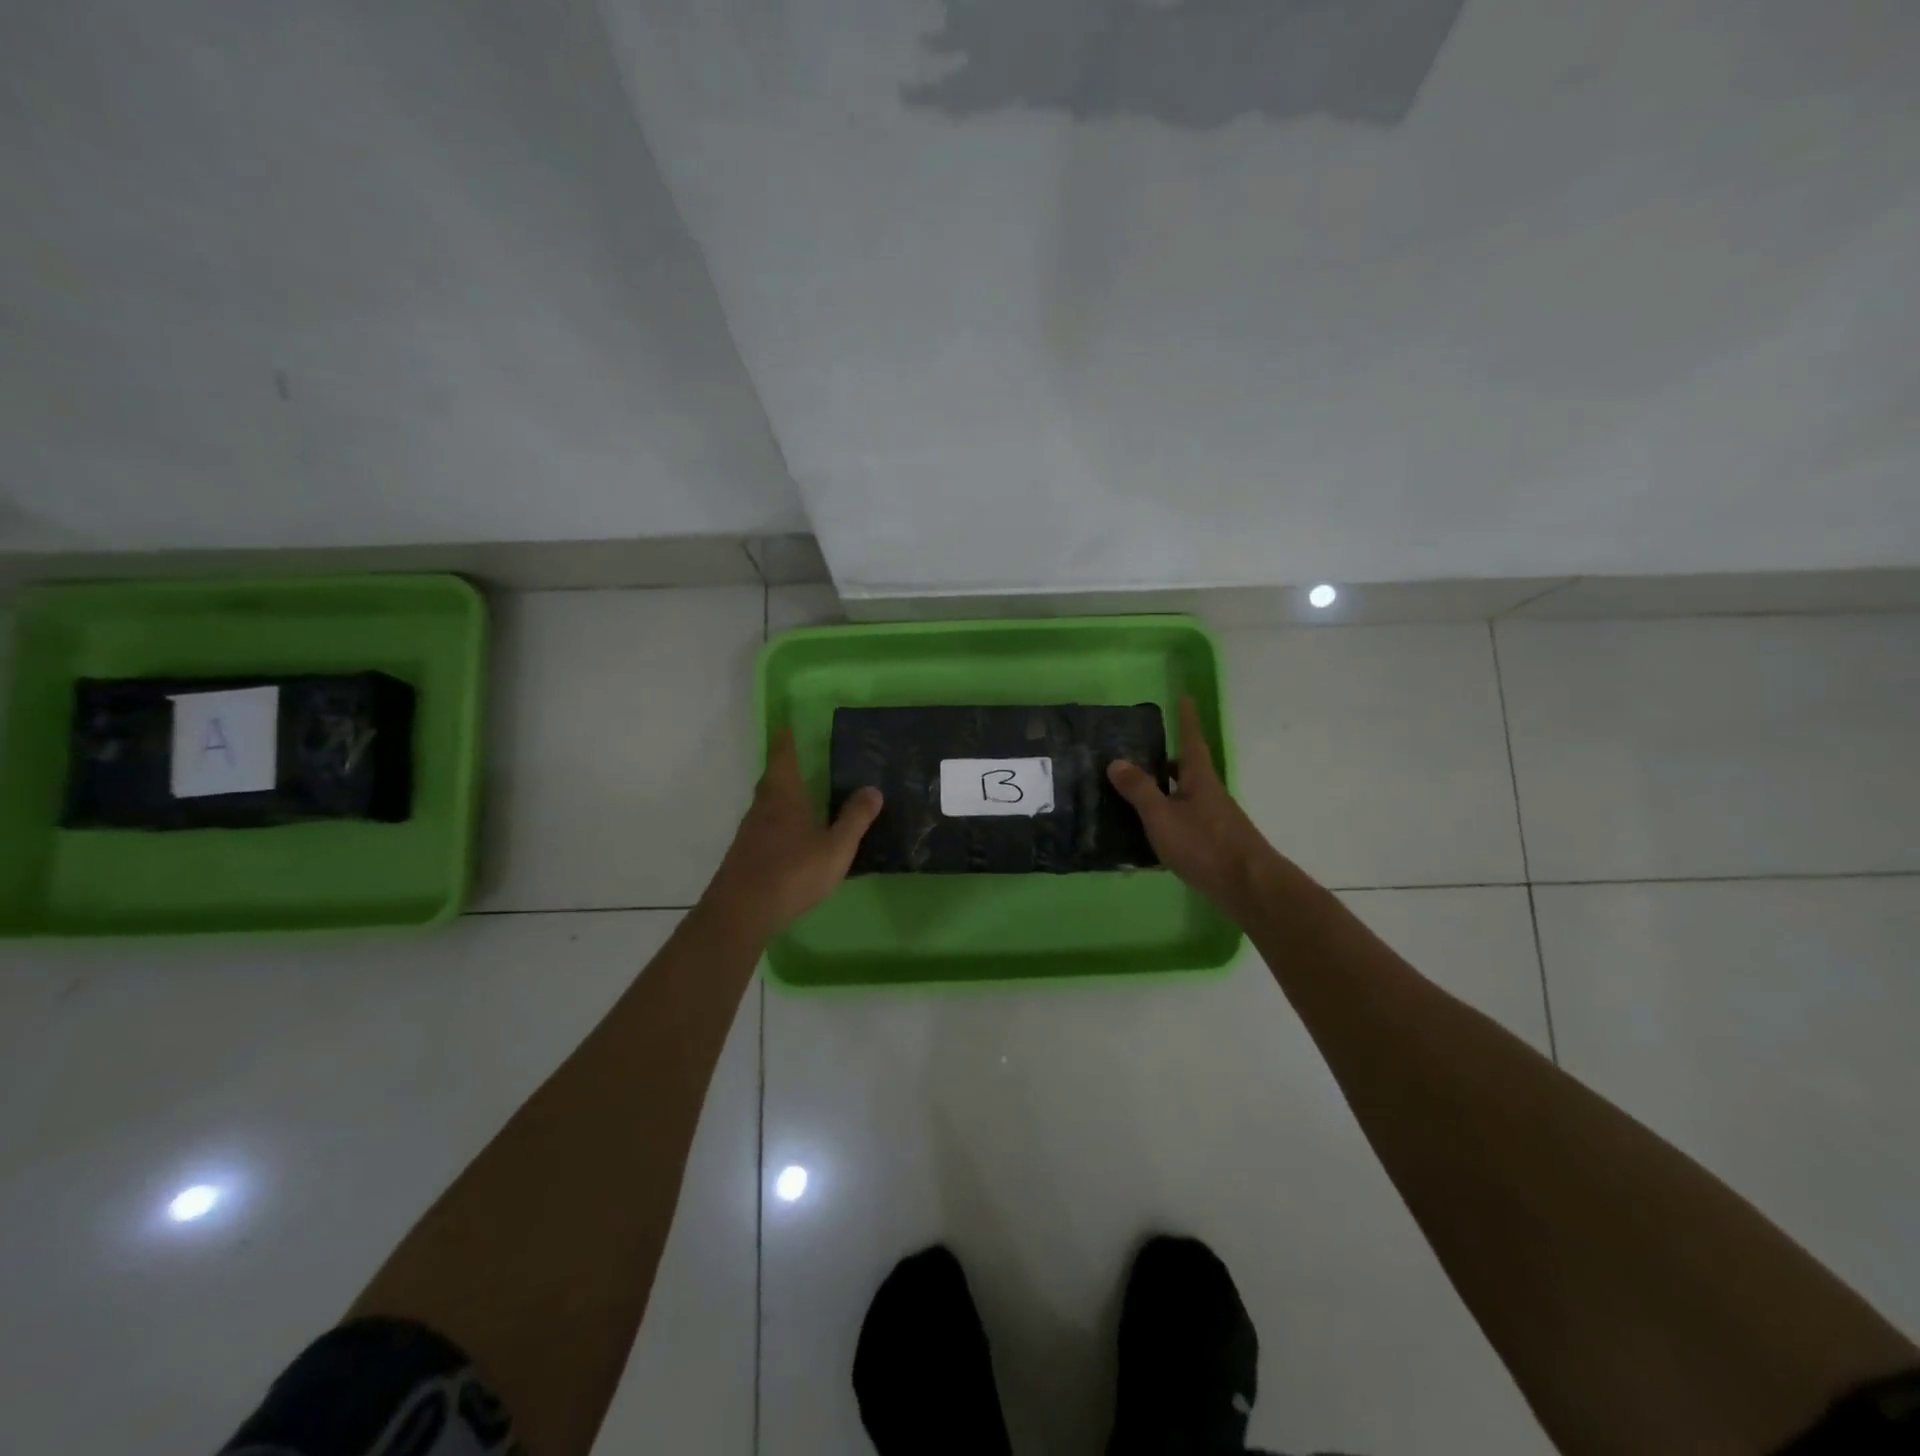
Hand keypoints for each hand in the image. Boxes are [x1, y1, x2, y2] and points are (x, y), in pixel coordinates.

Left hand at [706, 729, 883, 932]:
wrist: (741, 912)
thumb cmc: (792, 872)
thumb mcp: (836, 847)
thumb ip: (855, 818)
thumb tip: (873, 789)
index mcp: (784, 797)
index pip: (783, 758)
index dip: (786, 741)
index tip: (787, 726)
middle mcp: (762, 808)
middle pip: (771, 779)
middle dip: (783, 768)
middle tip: (799, 760)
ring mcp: (749, 833)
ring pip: (765, 805)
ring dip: (780, 797)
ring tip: (800, 797)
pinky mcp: (744, 855)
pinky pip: (763, 828)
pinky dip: (776, 823)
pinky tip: (789, 838)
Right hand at [1108, 697, 1274, 916]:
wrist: (1248, 886)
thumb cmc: (1204, 845)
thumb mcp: (1162, 817)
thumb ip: (1139, 790)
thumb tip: (1116, 761)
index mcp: (1199, 778)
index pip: (1191, 739)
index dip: (1186, 719)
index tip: (1184, 697)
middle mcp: (1210, 793)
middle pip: (1188, 770)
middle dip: (1167, 761)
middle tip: (1140, 755)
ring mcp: (1215, 819)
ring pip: (1186, 797)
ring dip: (1165, 792)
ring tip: (1135, 796)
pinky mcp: (1215, 843)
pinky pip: (1186, 821)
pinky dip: (1168, 819)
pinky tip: (1150, 834)